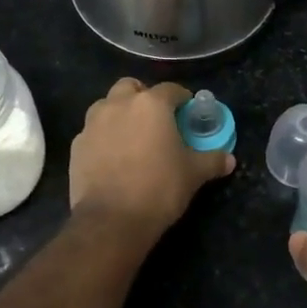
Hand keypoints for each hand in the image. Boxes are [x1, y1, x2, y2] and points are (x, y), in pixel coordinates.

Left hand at [70, 78, 234, 237]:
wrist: (111, 220)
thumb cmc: (160, 188)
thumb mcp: (194, 174)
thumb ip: (212, 161)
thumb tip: (229, 159)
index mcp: (151, 104)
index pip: (171, 89)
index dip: (182, 99)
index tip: (188, 112)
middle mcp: (119, 105)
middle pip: (131, 87)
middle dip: (144, 97)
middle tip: (156, 120)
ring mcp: (93, 123)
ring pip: (107, 105)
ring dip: (120, 113)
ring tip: (132, 137)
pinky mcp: (76, 145)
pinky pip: (93, 131)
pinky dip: (103, 137)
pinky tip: (113, 157)